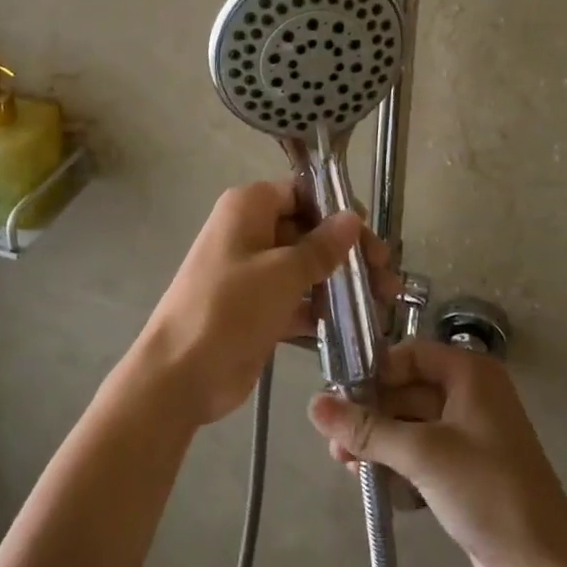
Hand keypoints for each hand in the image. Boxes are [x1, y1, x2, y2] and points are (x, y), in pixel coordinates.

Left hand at [131, 181, 389, 427]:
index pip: (302, 192)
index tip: (370, 237)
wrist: (180, 375)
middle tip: (386, 277)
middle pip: (307, 229)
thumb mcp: (282, 273)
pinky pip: (295, 297)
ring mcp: (252, 271)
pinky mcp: (256, 306)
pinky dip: (320, 307)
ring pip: (304, 265)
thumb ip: (322, 246)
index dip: (338, 210)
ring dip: (339, 281)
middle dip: (346, 251)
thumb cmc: (229, 309)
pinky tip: (354, 325)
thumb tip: (352, 217)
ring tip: (381, 303)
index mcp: (249, 207)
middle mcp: (250, 230)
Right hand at [308, 341, 566, 566]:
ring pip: (411, 424)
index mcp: (470, 373)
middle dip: (370, 414)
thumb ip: (366, 428)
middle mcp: (471, 395)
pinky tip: (372, 483)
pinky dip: (398, 464)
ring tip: (344, 464)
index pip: (409, 354)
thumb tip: (312, 404)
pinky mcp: (467, 473)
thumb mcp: (422, 454)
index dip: (373, 371)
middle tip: (332, 439)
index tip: (336, 395)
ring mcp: (471, 436)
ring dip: (379, 442)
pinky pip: (422, 454)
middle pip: (406, 390)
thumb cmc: (487, 492)